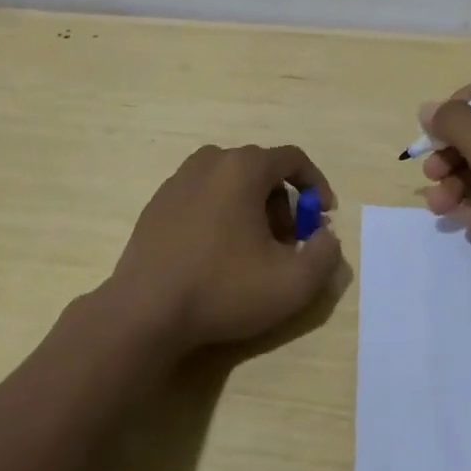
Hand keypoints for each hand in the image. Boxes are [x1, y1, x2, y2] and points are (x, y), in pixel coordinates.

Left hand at [107, 144, 344, 353]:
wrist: (145, 311)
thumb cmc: (223, 289)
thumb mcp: (293, 283)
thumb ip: (325, 255)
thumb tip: (325, 237)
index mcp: (243, 168)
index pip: (293, 158)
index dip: (316, 185)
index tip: (323, 217)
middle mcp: (210, 161)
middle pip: (261, 170)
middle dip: (282, 203)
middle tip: (287, 243)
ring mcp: (178, 180)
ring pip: (231, 182)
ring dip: (252, 208)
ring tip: (253, 251)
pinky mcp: (158, 202)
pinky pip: (203, 195)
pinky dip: (221, 213)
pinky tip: (216, 254)